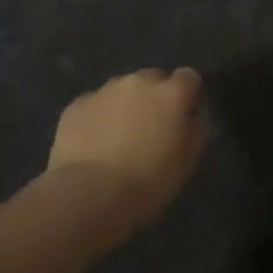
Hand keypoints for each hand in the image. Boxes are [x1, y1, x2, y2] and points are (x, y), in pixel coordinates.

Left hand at [46, 68, 206, 238]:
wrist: (88, 195)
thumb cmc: (147, 183)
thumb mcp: (187, 163)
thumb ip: (195, 130)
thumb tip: (191, 116)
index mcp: (171, 93)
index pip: (188, 77)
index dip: (187, 96)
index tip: (183, 117)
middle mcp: (139, 82)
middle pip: (153, 78)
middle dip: (154, 97)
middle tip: (150, 128)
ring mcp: (104, 90)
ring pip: (122, 89)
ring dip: (125, 105)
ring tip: (118, 138)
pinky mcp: (77, 104)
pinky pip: (94, 104)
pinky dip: (98, 117)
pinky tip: (93, 145)